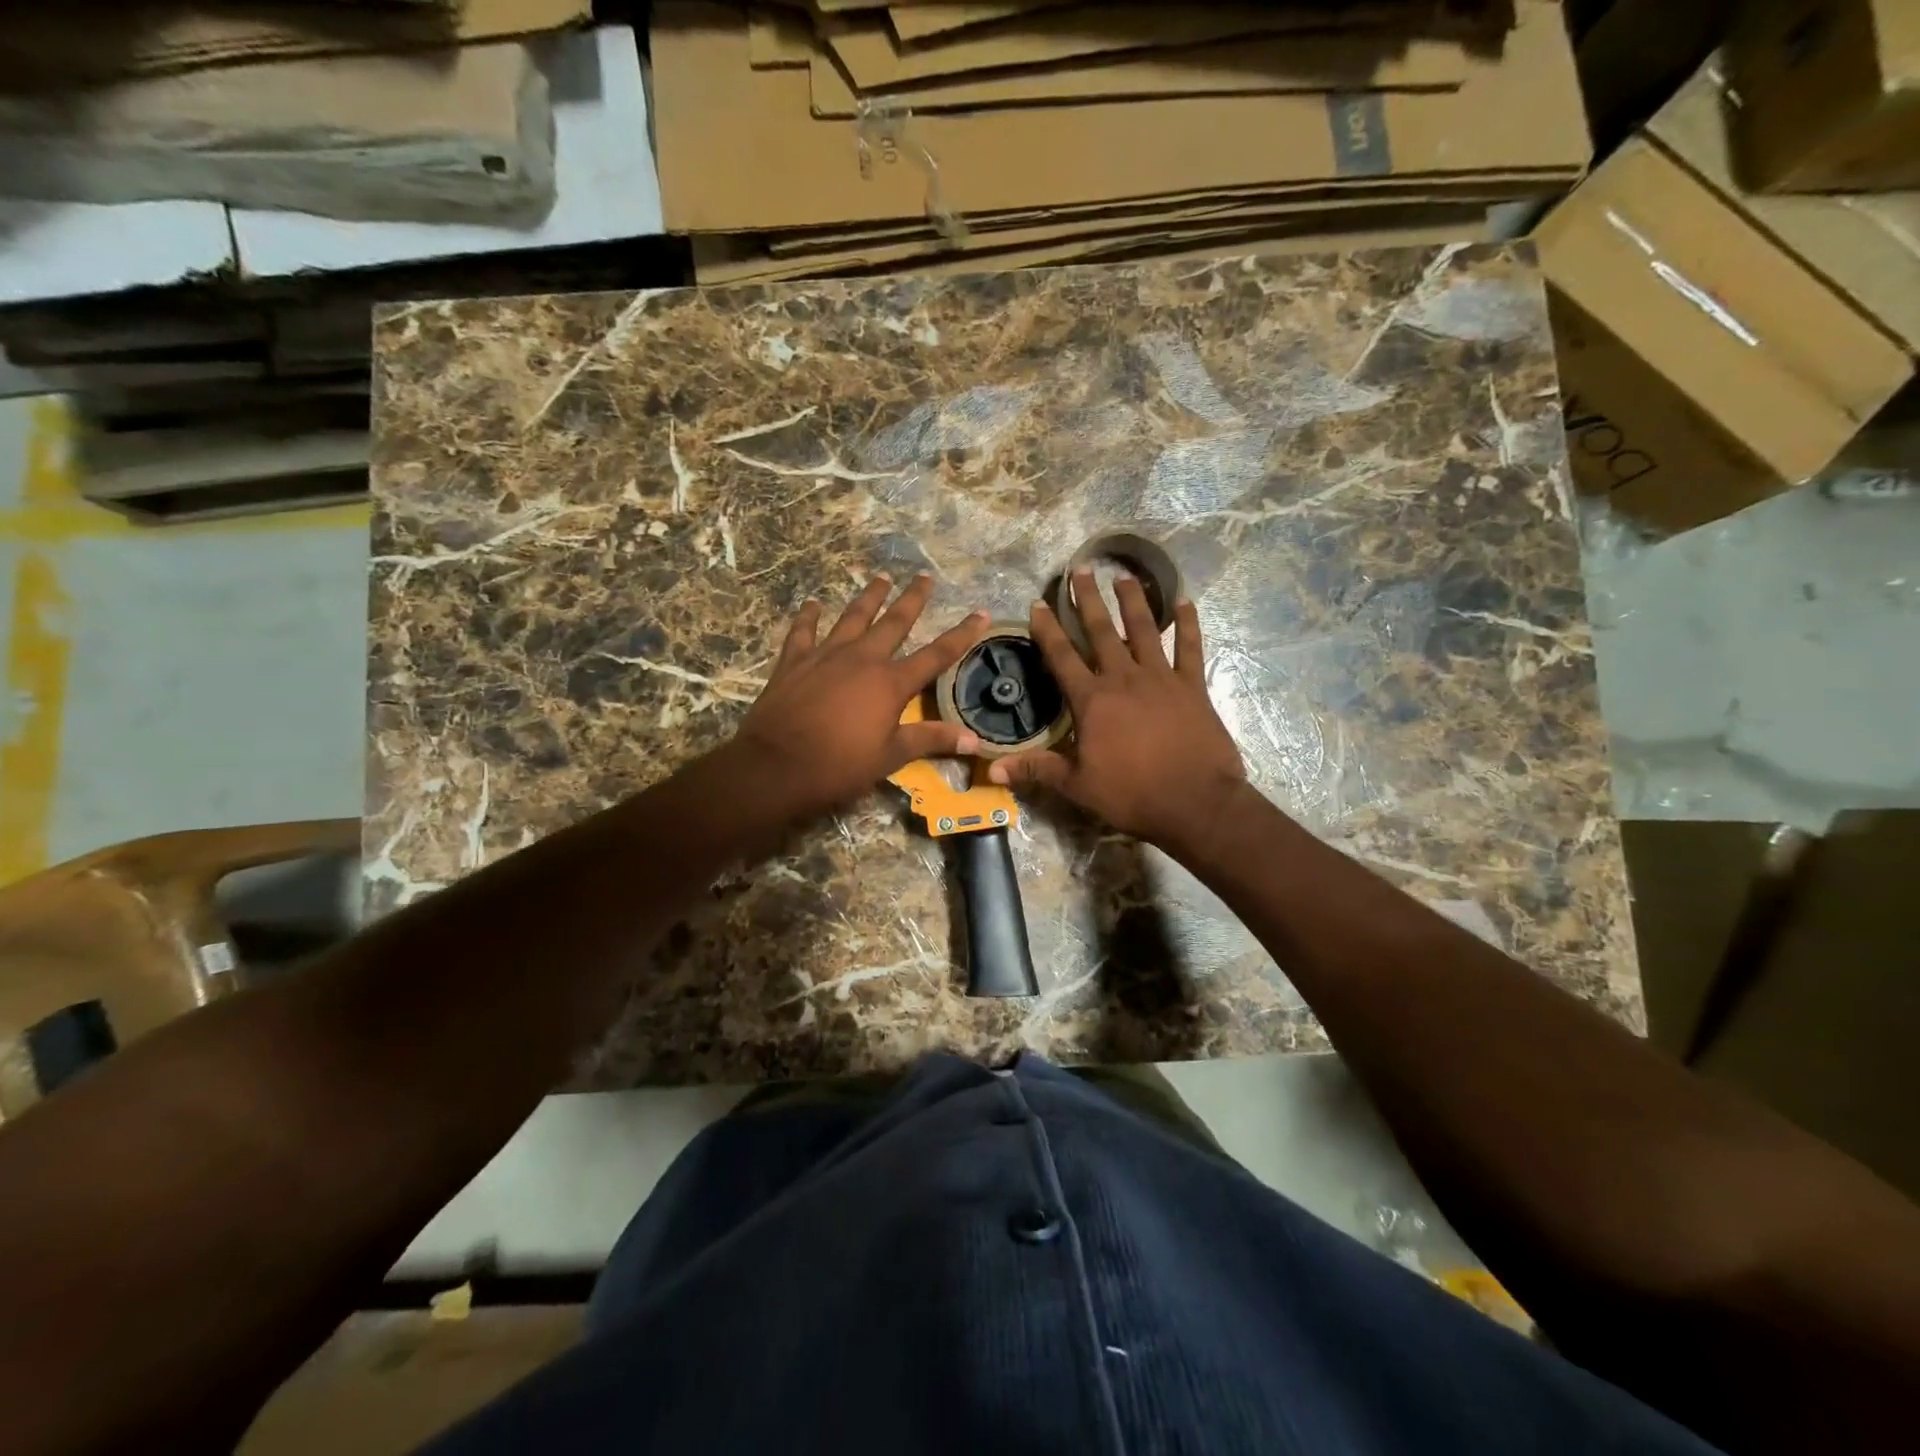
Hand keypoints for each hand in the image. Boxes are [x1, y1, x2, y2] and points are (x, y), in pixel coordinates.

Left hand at [732, 573, 988, 818]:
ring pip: (852, 617)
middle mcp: (862, 658)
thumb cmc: (839, 766)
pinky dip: (808, 616)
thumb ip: (931, 740)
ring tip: (881, 578)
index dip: (962, 634)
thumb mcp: (891, 757)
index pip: (936, 654)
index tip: (981, 613)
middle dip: (912, 599)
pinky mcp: (794, 661)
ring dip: (869, 597)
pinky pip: (803, 631)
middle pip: (894, 622)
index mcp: (891, 683)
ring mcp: (826, 655)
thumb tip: (974, 739)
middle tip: (925, 577)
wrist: (776, 766)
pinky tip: (812, 603)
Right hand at [988, 570, 1245, 855]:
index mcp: (1093, 700)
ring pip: (1145, 630)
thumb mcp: (1077, 785)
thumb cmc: (1131, 794)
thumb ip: (1036, 769)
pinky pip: (1190, 648)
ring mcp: (1162, 679)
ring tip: (1125, 577)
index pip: (1062, 657)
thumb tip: (992, 768)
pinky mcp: (1192, 687)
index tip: (1038, 603)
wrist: (1195, 802)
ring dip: (1134, 601)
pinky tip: (1185, 602)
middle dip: (1088, 600)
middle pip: (1102, 631)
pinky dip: (1189, 625)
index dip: (1048, 630)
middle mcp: (1124, 679)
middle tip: (1081, 569)